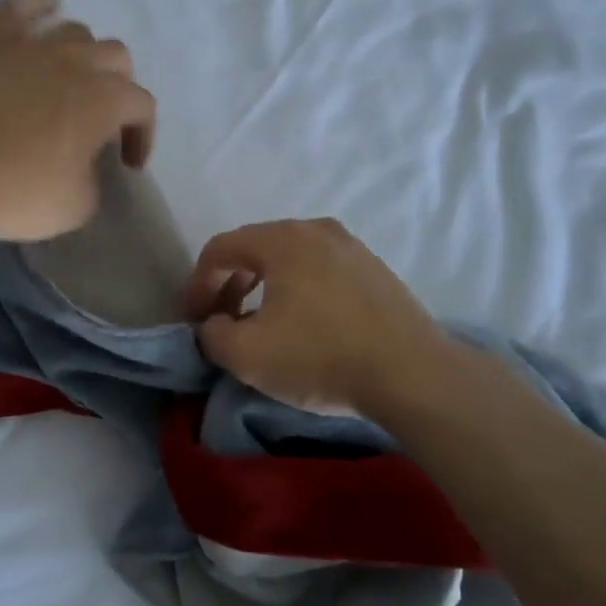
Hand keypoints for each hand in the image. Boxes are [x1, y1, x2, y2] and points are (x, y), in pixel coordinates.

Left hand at [0, 0, 156, 243]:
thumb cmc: (14, 195)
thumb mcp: (77, 207)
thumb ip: (96, 181)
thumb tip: (86, 166)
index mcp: (104, 100)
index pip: (142, 106)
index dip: (142, 135)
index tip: (127, 164)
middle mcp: (75, 63)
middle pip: (117, 57)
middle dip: (120, 87)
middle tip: (103, 120)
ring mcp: (30, 47)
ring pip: (75, 31)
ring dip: (84, 54)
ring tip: (72, 80)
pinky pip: (19, 9)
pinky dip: (38, 6)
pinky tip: (46, 9)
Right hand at [182, 218, 454, 416]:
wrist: (412, 374)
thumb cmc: (320, 356)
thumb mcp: (246, 355)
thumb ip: (211, 335)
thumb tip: (214, 327)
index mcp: (282, 240)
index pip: (221, 248)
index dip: (197, 283)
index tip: (194, 320)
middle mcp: (317, 230)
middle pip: (255, 250)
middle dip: (230, 286)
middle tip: (222, 323)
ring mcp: (353, 248)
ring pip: (291, 261)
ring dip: (264, 290)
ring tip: (261, 327)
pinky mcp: (377, 272)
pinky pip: (322, 273)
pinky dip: (299, 293)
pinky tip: (305, 328)